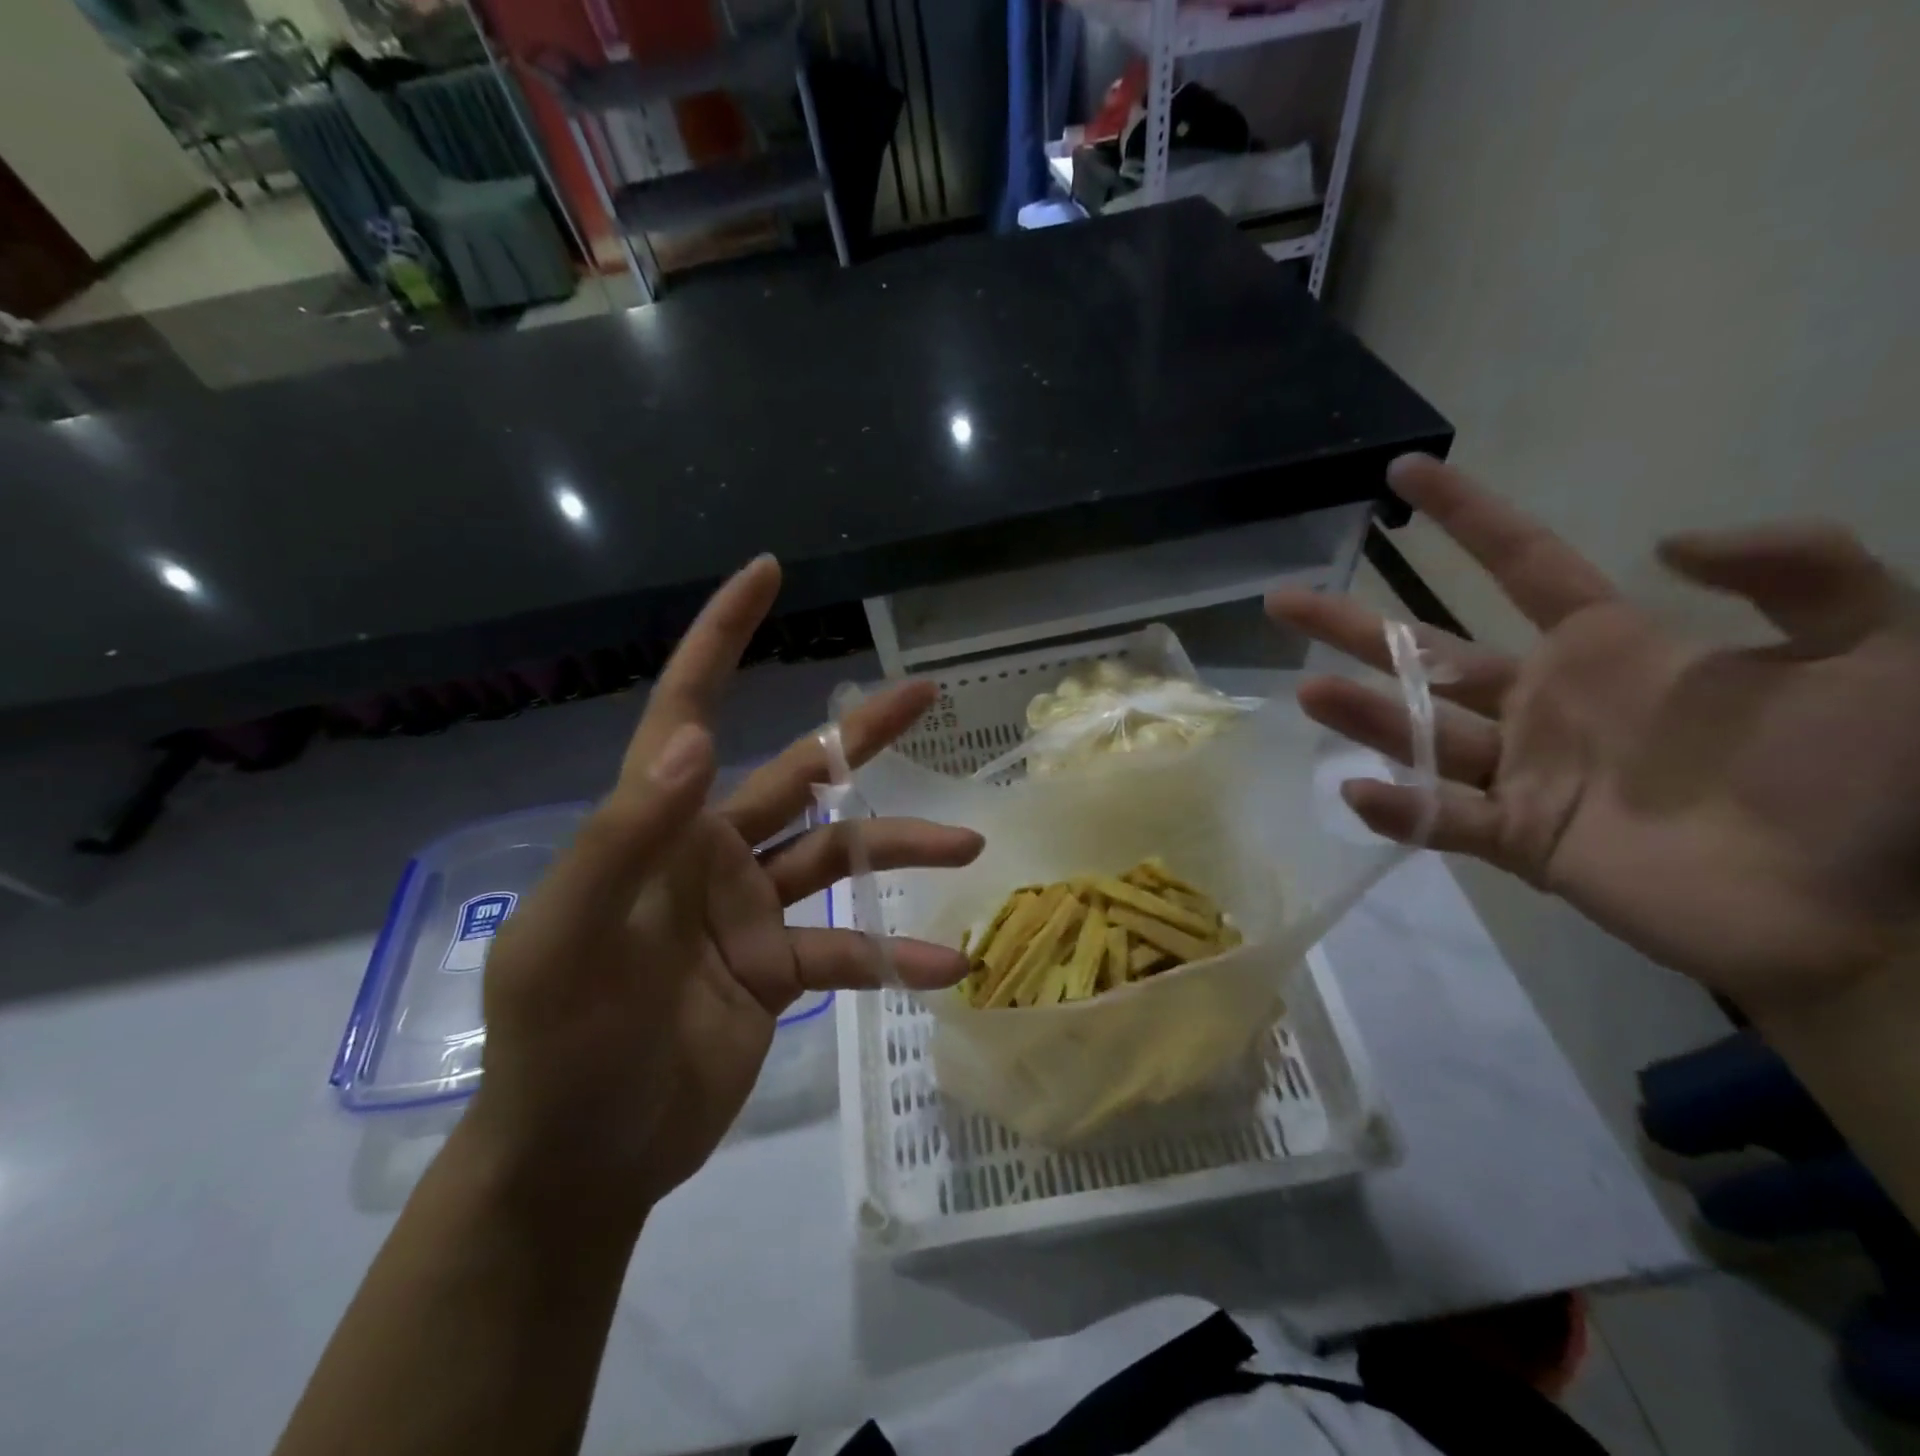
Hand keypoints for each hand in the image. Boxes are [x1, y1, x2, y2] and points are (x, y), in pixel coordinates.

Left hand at [465, 556, 981, 1226]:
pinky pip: (848, 952)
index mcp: (659, 825)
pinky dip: (896, 956)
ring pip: (841, 859)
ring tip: (968, 845)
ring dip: (902, 850)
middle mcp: (712, 852)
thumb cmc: (558, 1043)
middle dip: (861, 734)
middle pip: (801, 774)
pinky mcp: (778, 970)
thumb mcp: (571, 935)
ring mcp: (750, 911)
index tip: (767, 574)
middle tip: (925, 694)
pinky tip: (948, 964)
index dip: (722, 636)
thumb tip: (693, 741)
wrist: (581, 1159)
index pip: (689, 708)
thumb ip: (627, 835)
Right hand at [1269, 456, 1919, 1014]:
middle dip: (1352, 624)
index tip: (1405, 471)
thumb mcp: (1880, 643)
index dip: (1465, 514)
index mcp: (1608, 649)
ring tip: (1306, 691)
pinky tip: (1359, 789)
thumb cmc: (1874, 780)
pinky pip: (1443, 819)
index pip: (1521, 564)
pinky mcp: (1521, 838)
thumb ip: (1799, 568)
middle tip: (1282, 600)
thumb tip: (1662, 542)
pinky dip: (1400, 808)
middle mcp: (1544, 703)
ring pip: (1419, 732)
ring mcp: (1523, 772)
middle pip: (1426, 651)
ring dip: (1363, 713)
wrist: (1869, 916)